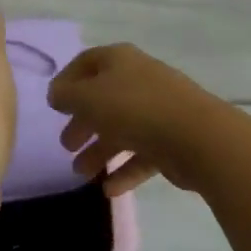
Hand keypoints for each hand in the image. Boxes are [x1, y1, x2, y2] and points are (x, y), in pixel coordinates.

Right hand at [48, 44, 231, 194]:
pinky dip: (125, 169)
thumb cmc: (134, 108)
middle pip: (104, 98)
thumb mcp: (88, 98)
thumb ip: (66, 95)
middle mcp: (139, 79)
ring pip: (122, 128)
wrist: (197, 136)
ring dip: (100, 150)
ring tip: (81, 173)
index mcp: (119, 60)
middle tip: (66, 144)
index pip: (86, 63)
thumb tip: (56, 94)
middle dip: (82, 121)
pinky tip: (109, 190)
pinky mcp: (172, 139)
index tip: (53, 105)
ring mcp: (159, 109)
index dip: (67, 81)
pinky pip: (142, 153)